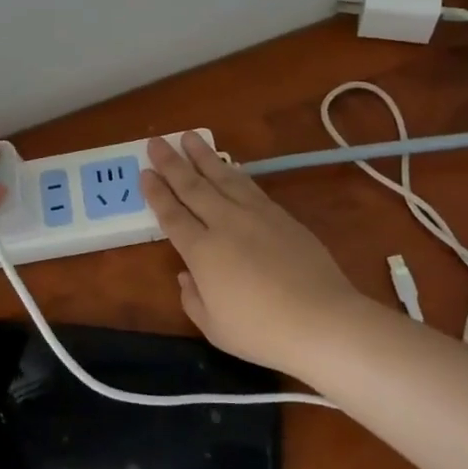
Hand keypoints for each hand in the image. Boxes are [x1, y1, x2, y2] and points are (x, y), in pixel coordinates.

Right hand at [142, 133, 367, 374]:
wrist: (323, 321)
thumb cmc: (262, 332)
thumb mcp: (215, 328)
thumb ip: (193, 299)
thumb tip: (185, 275)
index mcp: (201, 251)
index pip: (172, 215)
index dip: (156, 193)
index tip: (145, 173)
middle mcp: (224, 224)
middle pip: (192, 187)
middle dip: (172, 163)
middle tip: (156, 141)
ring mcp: (255, 215)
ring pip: (222, 177)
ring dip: (203, 156)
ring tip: (189, 137)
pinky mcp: (282, 216)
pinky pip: (249, 186)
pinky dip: (234, 173)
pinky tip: (228, 166)